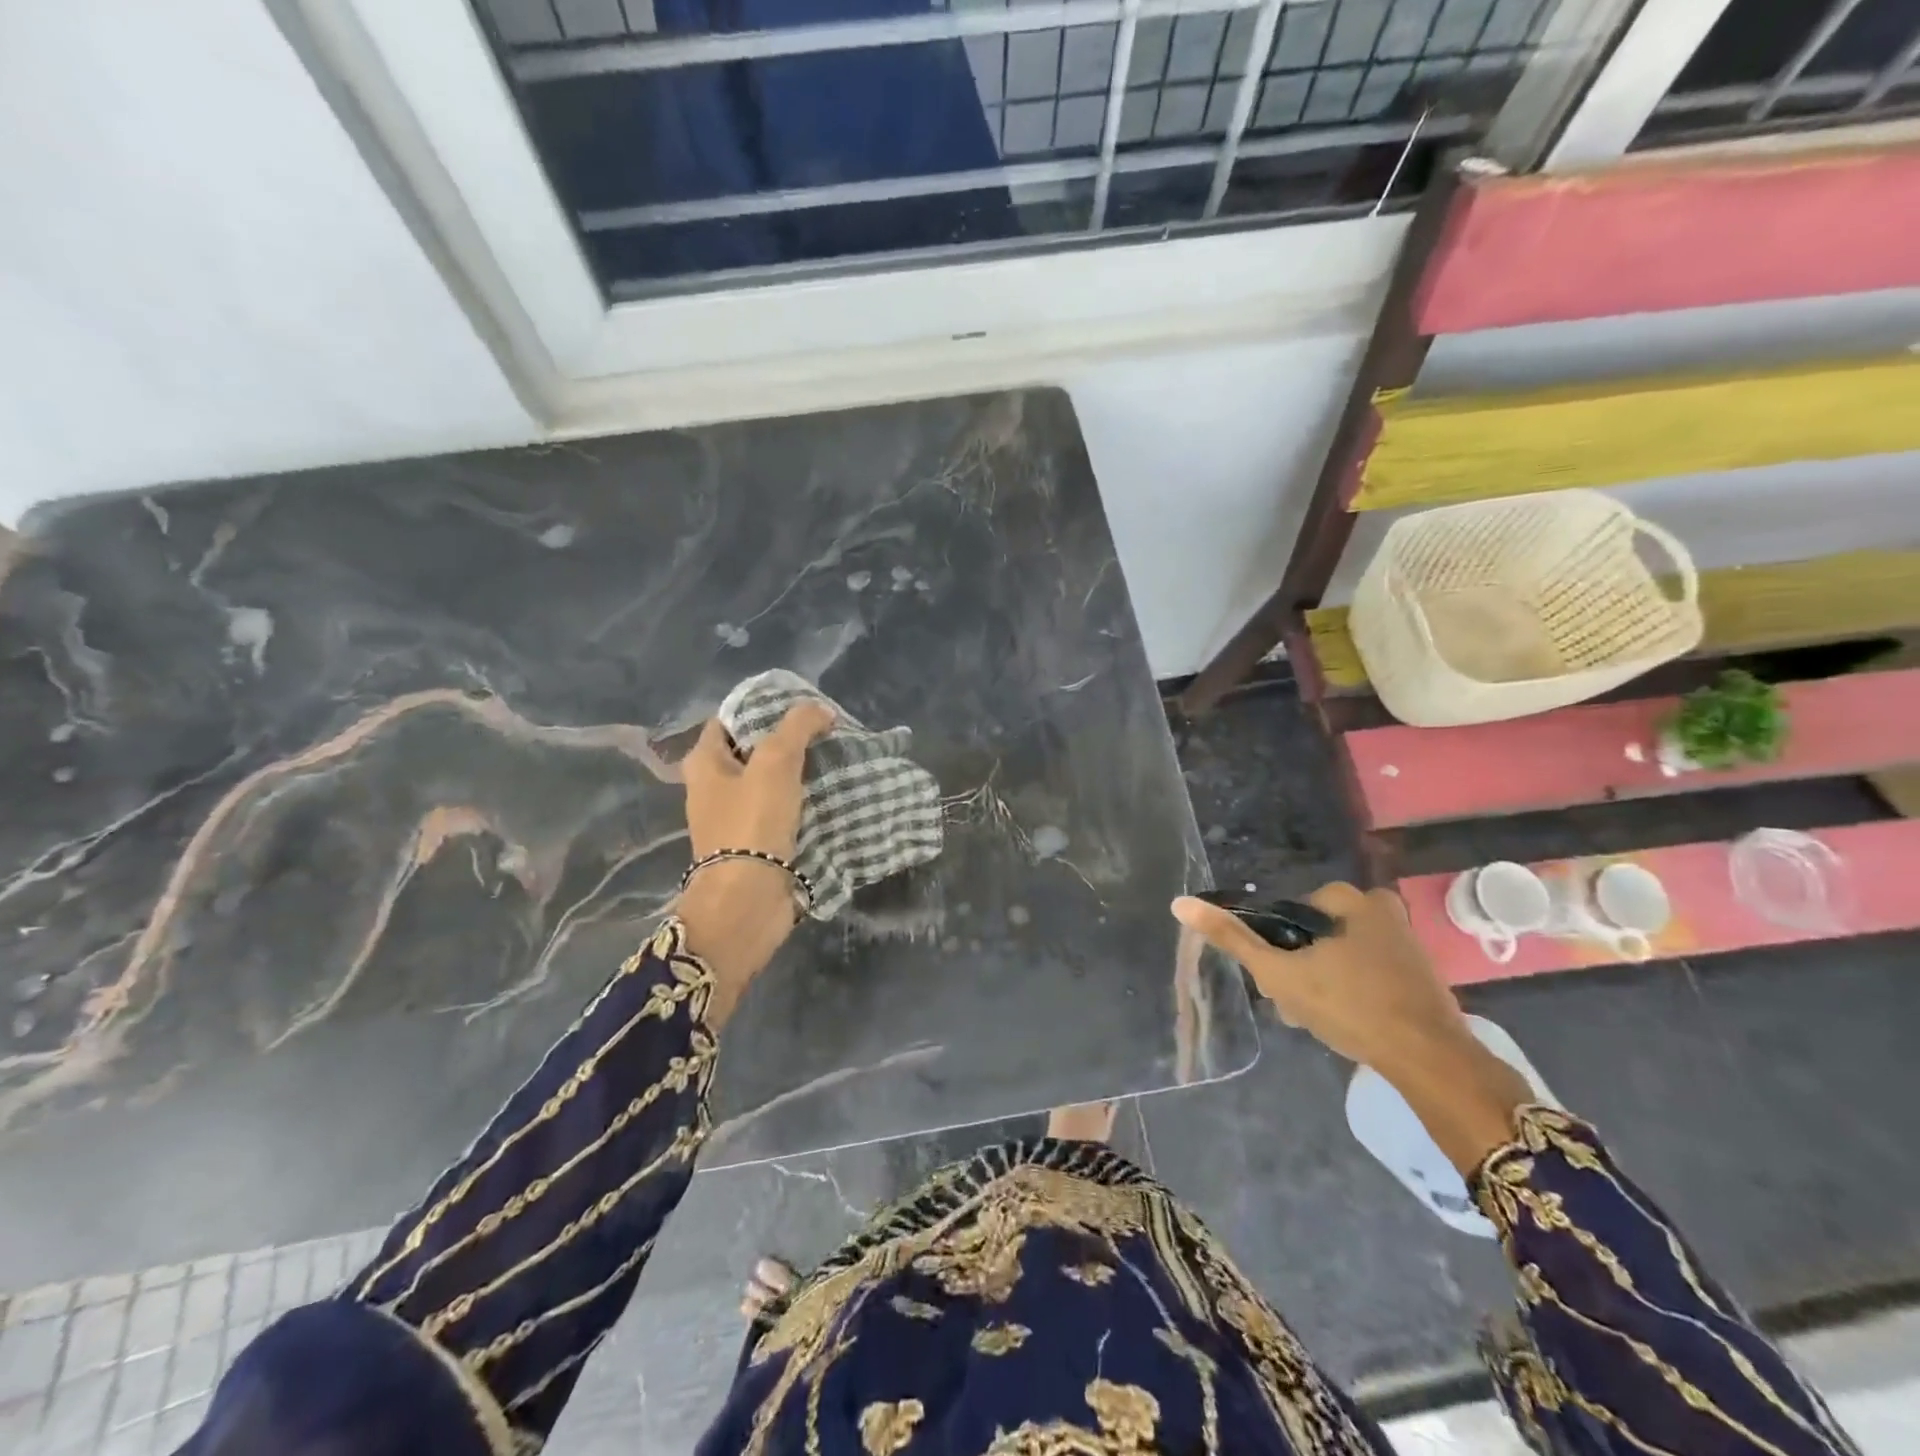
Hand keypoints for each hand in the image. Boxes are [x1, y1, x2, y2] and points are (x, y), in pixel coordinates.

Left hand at [676, 701, 835, 1021]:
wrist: (748, 900)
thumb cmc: (752, 822)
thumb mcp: (776, 761)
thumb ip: (797, 727)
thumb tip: (820, 710)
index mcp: (704, 763)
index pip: (729, 720)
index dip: (761, 708)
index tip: (801, 707)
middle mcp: (712, 788)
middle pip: (751, 751)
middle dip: (785, 741)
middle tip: (823, 733)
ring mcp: (733, 819)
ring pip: (768, 783)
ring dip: (796, 773)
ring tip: (832, 760)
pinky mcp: (754, 845)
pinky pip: (779, 812)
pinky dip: (800, 803)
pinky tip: (827, 796)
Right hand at [1173, 882, 1467, 1074]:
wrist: (1431, 1062)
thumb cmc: (1350, 1006)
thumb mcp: (1280, 973)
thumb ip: (1233, 938)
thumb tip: (1181, 902)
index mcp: (1352, 900)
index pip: (1291, 913)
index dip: (1277, 946)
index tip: (1276, 980)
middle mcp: (1383, 911)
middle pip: (1317, 934)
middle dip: (1299, 968)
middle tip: (1295, 1005)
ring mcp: (1406, 944)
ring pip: (1341, 955)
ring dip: (1322, 982)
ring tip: (1316, 1020)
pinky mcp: (1421, 975)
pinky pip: (1368, 972)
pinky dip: (1352, 991)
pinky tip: (1347, 1022)